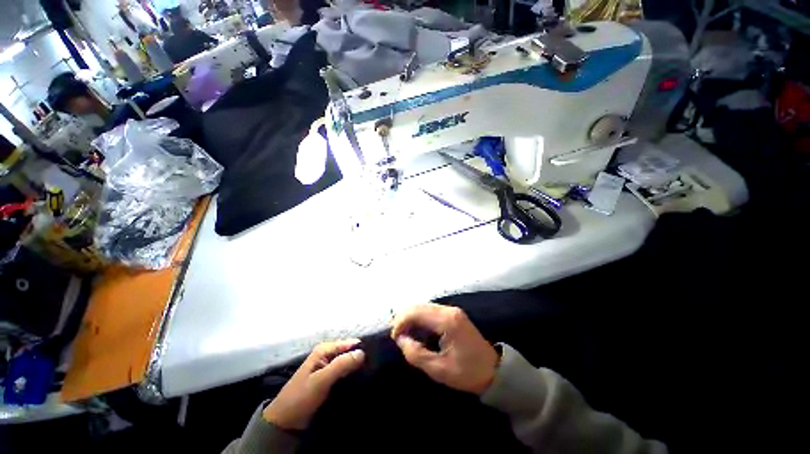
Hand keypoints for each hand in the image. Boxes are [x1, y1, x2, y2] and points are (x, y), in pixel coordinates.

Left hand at [263, 339, 364, 429]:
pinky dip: (351, 376)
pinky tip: (360, 380)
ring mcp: (328, 367)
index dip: (361, 348)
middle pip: (349, 352)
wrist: (285, 421)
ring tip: (370, 373)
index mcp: (324, 349)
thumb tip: (362, 353)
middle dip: (359, 358)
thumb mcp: (321, 380)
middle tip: (374, 366)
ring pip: (347, 363)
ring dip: (356, 368)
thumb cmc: (302, 396)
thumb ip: (341, 365)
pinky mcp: (329, 379)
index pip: (349, 343)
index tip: (375, 356)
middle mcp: (327, 355)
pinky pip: (344, 373)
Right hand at [391, 303, 498, 394]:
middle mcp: (449, 310)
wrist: (494, 370)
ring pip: (424, 306)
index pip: (417, 313)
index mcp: (447, 321)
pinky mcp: (453, 314)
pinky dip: (419, 317)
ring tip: (403, 332)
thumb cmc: (467, 373)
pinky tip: (415, 328)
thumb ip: (416, 354)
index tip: (394, 337)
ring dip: (411, 316)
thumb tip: (401, 340)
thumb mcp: (440, 370)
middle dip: (404, 317)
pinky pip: (430, 310)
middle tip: (396, 335)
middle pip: (419, 306)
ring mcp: (452, 310)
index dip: (401, 322)